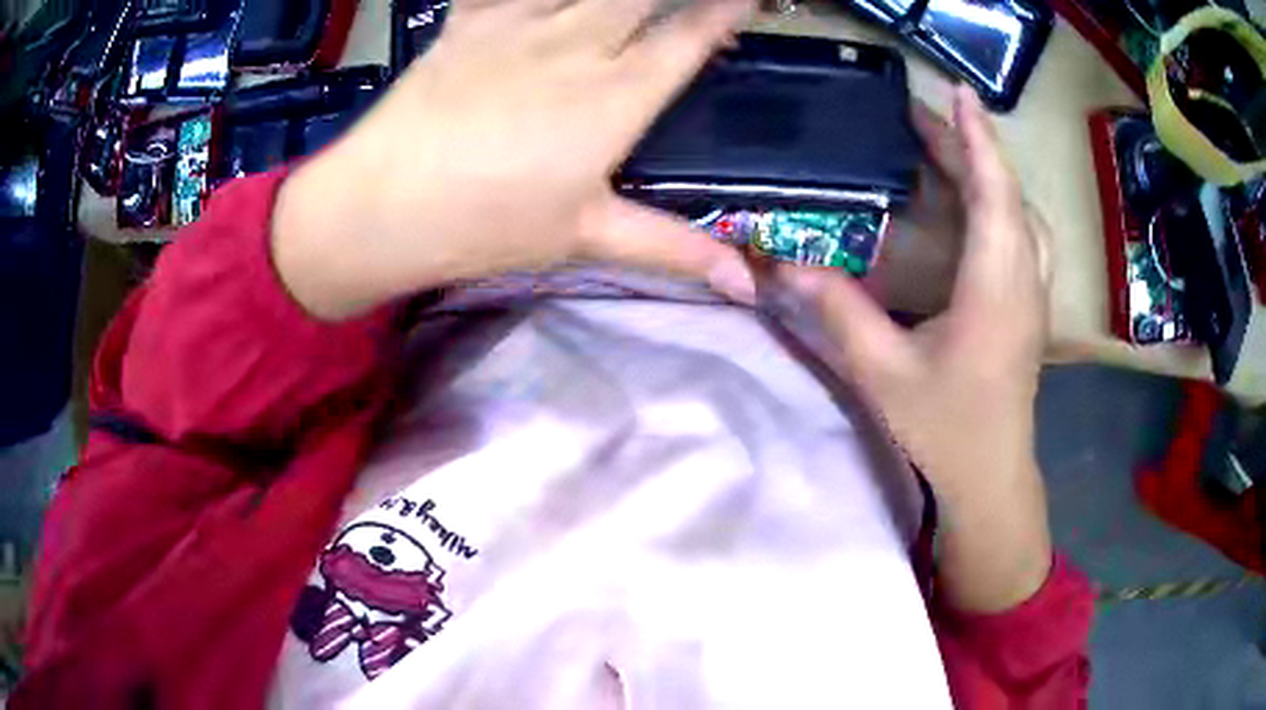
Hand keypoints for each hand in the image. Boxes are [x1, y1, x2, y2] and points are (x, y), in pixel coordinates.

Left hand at [273, 0, 756, 319]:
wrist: (381, 205)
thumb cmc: (485, 224)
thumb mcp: (585, 237)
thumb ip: (673, 248)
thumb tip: (746, 287)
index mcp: (616, 95)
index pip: (691, 34)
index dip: (730, 7)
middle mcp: (578, 42)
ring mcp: (519, 22)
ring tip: (623, 5)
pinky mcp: (470, 19)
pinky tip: (545, 2)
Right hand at [779, 86, 1053, 611]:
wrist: (991, 473)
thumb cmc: (945, 427)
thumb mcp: (883, 372)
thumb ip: (838, 311)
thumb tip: (787, 263)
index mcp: (995, 288)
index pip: (994, 193)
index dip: (977, 139)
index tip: (959, 93)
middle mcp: (1023, 279)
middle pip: (1008, 194)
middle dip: (971, 146)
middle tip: (922, 117)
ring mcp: (1033, 292)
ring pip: (1022, 213)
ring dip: (990, 172)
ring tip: (949, 149)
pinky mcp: (1030, 304)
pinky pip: (1025, 234)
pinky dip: (1002, 201)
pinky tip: (977, 204)